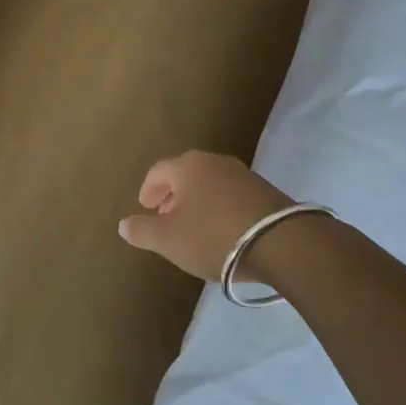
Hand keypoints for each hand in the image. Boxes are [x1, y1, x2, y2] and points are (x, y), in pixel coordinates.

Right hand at [118, 151, 294, 281]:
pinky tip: (222, 231)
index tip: (145, 208)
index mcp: (188, 165)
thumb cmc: (214, 236)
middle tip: (165, 217)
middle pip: (185, 174)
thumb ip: (142, 230)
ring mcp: (244, 174)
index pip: (158, 171)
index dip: (148, 190)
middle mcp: (215, 161)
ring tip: (193, 227)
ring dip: (197, 202)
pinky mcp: (266, 192)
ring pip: (210, 184)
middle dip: (172, 195)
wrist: (282, 243)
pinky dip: (219, 208)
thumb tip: (123, 224)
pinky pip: (231, 195)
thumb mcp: (169, 240)